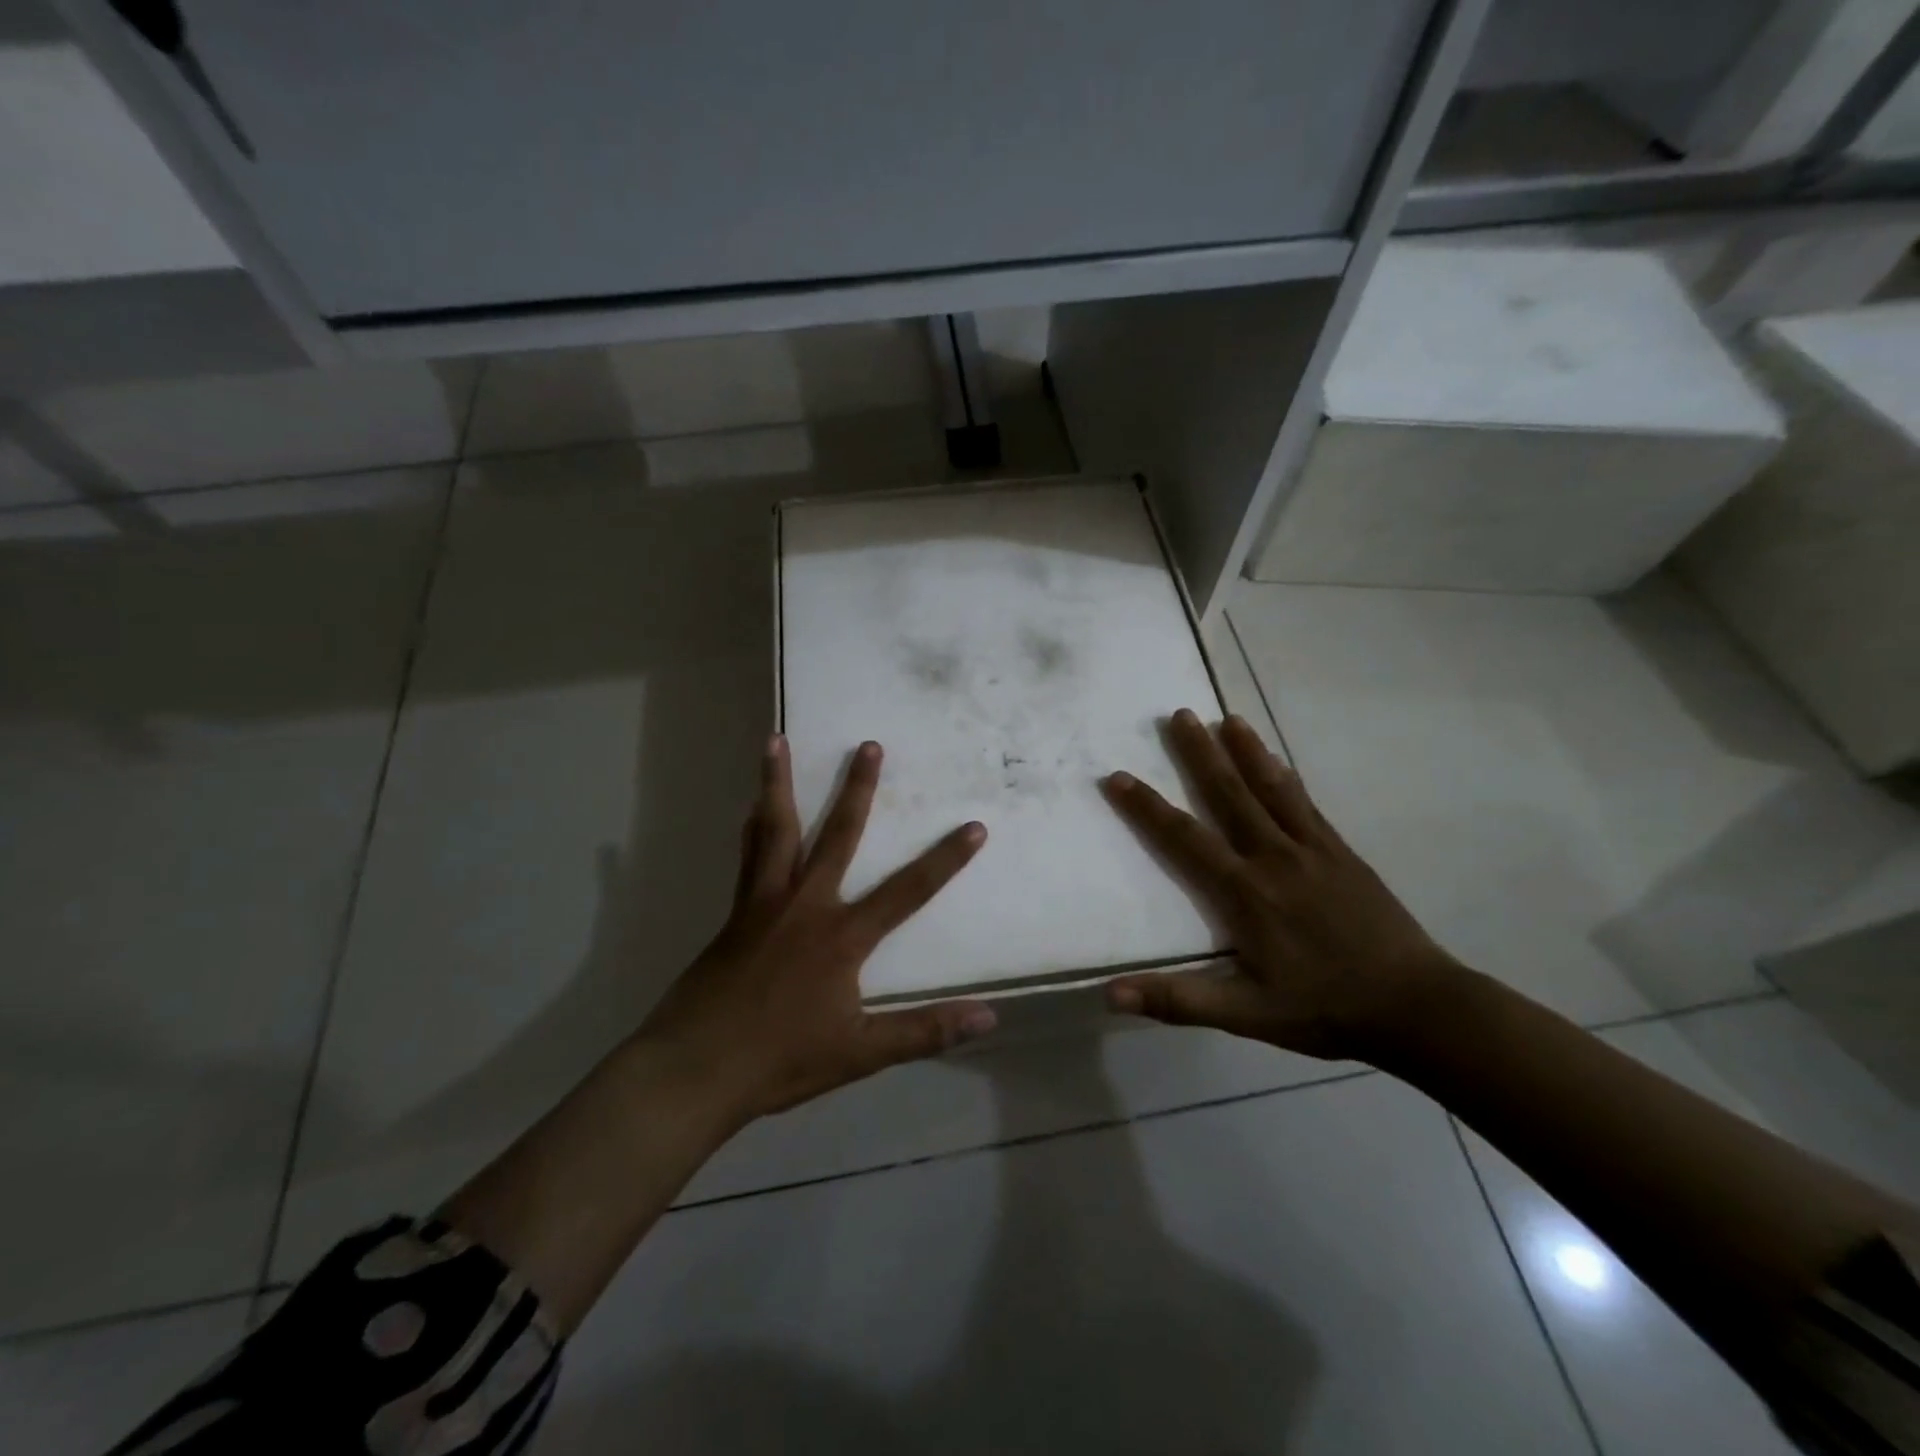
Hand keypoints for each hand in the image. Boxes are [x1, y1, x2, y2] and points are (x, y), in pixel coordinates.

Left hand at [637, 735, 996, 1121]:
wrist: (694, 1069)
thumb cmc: (781, 1060)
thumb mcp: (860, 1053)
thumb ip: (924, 1031)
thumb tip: (989, 1018)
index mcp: (841, 936)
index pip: (907, 891)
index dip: (945, 860)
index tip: (974, 826)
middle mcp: (805, 905)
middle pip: (837, 836)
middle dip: (858, 790)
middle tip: (868, 745)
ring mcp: (763, 904)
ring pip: (775, 830)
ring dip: (778, 784)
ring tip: (775, 740)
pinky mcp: (735, 914)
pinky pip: (747, 857)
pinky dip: (752, 828)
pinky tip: (749, 810)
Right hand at [1101, 710, 1463, 1060]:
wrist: (1417, 1007)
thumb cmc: (1325, 1010)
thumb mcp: (1246, 1015)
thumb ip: (1178, 1001)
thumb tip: (1111, 994)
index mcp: (1245, 893)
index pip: (1184, 839)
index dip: (1147, 807)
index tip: (1118, 776)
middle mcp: (1274, 858)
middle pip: (1229, 795)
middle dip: (1200, 754)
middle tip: (1179, 714)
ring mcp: (1313, 850)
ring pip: (1271, 789)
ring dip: (1246, 751)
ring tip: (1227, 718)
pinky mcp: (1342, 853)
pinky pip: (1307, 804)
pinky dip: (1287, 778)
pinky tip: (1280, 763)